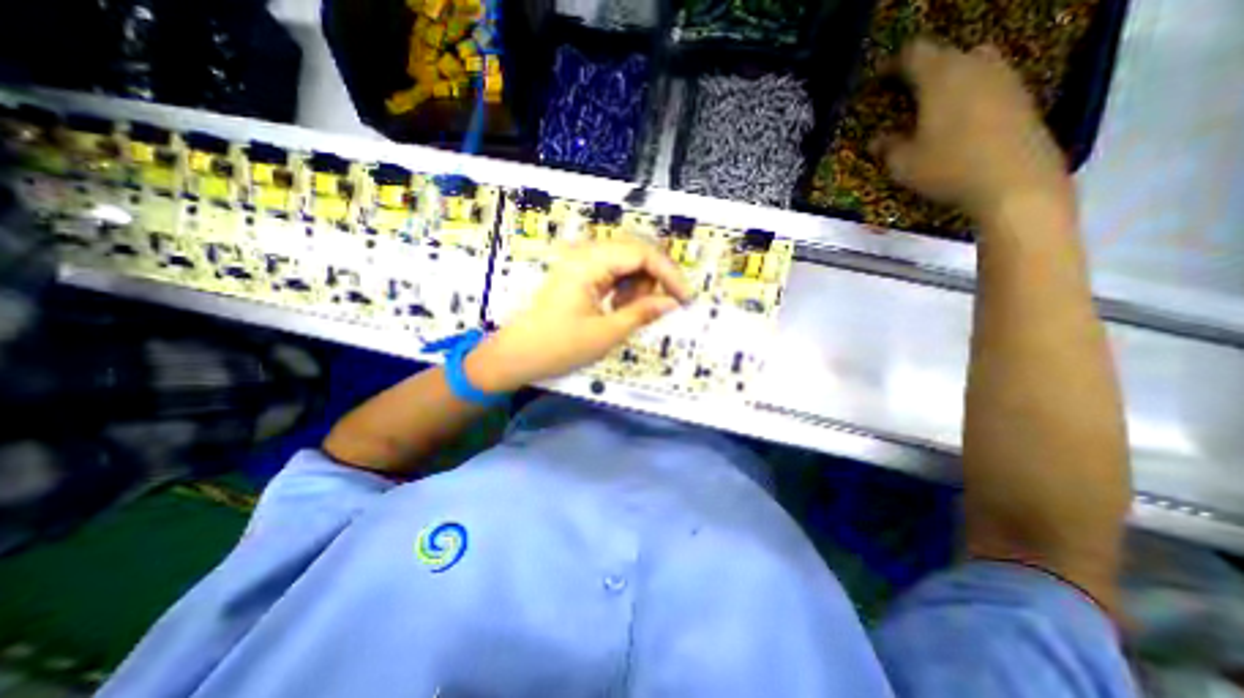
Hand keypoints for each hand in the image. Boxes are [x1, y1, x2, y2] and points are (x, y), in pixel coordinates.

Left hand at [468, 238, 694, 392]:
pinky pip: (614, 270)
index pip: (642, 252)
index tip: (684, 299)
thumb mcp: (606, 334)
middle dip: (655, 278)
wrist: (517, 355)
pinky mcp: (580, 272)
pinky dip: (625, 287)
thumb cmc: (558, 347)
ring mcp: (581, 261)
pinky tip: (618, 307)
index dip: (669, 273)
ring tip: (629, 312)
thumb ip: (642, 313)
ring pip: (627, 260)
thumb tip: (673, 303)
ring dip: (639, 283)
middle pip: (637, 250)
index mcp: (589, 262)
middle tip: (658, 307)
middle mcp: (586, 253)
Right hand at [869, 35, 1075, 219]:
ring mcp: (1003, 76)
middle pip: (943, 54)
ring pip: (970, 63)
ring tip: (930, 107)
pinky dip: (968, 92)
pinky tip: (957, 119)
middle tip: (903, 96)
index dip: (892, 66)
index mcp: (940, 77)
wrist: (1014, 179)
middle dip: (920, 71)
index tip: (877, 83)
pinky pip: (987, 81)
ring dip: (947, 79)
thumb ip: (887, 147)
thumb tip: (877, 140)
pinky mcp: (1020, 93)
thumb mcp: (903, 164)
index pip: (913, 54)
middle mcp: (974, 65)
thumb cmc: (949, 168)